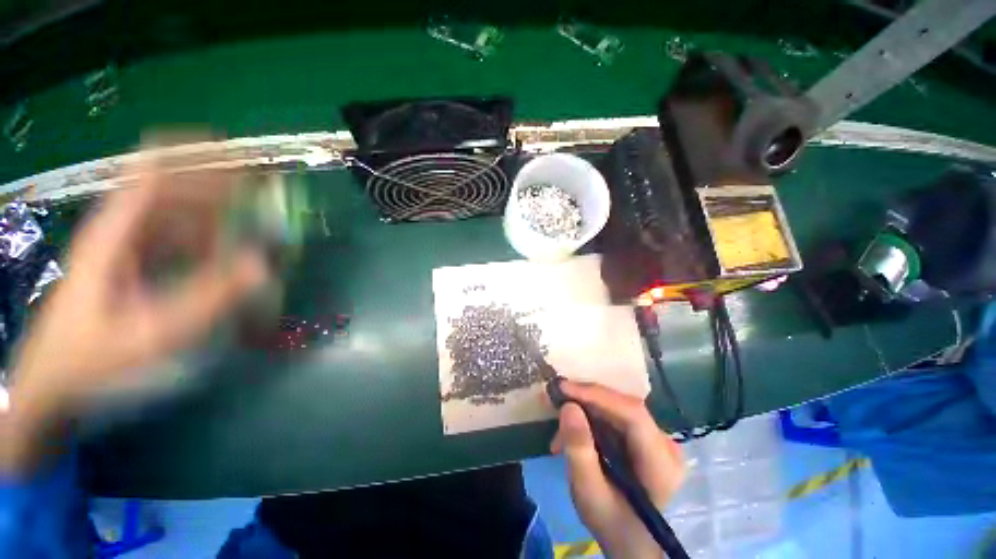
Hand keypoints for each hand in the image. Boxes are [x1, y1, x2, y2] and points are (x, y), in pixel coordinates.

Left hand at [4, 160, 266, 471]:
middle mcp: (119, 233)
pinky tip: (226, 254)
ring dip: (213, 215)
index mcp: (113, 235)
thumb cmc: (92, 359)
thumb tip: (260, 264)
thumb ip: (207, 298)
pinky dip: (204, 240)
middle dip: (214, 186)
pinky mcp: (132, 268)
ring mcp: (124, 251)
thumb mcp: (151, 332)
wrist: (52, 385)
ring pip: (173, 216)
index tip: (228, 147)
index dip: (186, 153)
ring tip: (252, 223)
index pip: (148, 174)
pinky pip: (173, 241)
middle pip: (168, 191)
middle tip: (260, 193)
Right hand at [551, 381, 685, 558]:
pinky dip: (592, 416)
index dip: (596, 395)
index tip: (563, 387)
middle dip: (587, 397)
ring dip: (586, 406)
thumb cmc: (612, 524)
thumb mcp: (589, 493)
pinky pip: (616, 416)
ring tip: (560, 414)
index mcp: (662, 462)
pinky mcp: (645, 439)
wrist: (632, 543)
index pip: (632, 413)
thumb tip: (568, 406)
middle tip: (556, 395)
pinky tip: (574, 427)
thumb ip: (578, 450)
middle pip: (624, 406)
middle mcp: (665, 443)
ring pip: (618, 407)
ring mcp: (657, 439)